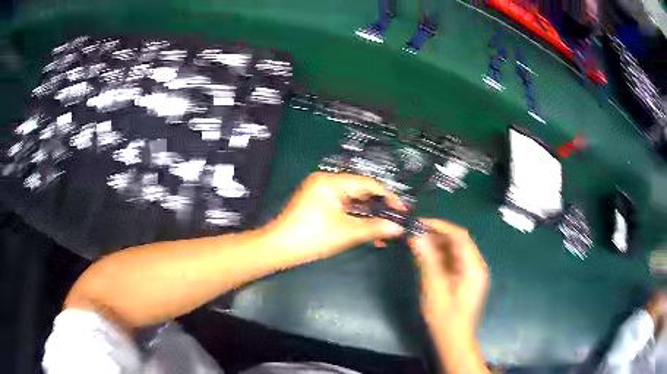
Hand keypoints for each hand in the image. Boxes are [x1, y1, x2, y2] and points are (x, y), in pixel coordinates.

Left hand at [266, 172, 405, 264]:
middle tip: (395, 220)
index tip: (402, 209)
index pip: (367, 183)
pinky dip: (355, 218)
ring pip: (353, 201)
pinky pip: (343, 207)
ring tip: (385, 229)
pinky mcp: (319, 203)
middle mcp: (326, 182)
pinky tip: (368, 230)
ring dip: (368, 215)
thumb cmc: (311, 238)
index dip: (387, 196)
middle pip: (360, 191)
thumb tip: (399, 227)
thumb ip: (375, 228)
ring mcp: (321, 192)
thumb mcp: (346, 233)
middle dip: (378, 208)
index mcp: (331, 182)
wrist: (279, 249)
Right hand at [409, 219, 488, 332]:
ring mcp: (471, 273)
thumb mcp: (434, 288)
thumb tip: (416, 237)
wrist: (454, 339)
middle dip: (437, 235)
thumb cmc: (445, 317)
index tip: (420, 223)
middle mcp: (476, 266)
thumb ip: (427, 261)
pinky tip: (426, 258)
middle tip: (415, 234)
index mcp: (473, 266)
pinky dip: (440, 257)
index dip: (440, 226)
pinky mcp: (465, 280)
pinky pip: (453, 261)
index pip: (459, 236)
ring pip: (455, 251)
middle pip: (458, 242)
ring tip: (417, 245)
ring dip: (437, 246)